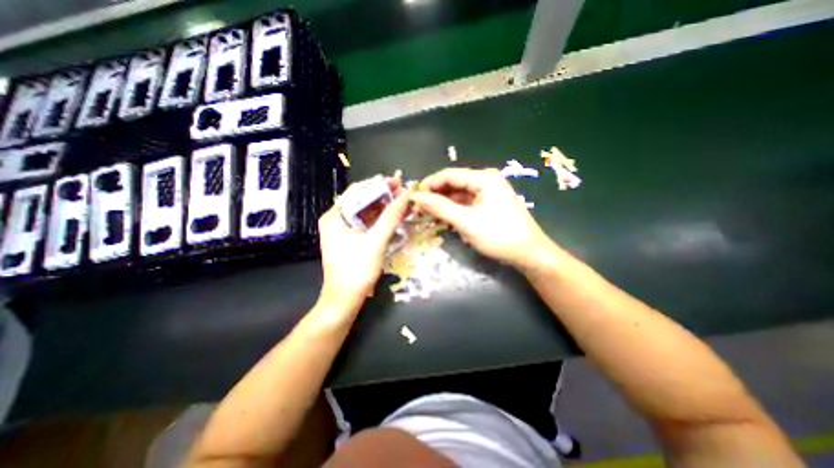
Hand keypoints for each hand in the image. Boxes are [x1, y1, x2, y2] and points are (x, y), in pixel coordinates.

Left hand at [317, 181, 410, 307]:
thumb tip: (407, 195)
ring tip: (404, 202)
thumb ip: (391, 216)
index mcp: (335, 216)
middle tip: (405, 192)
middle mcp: (337, 219)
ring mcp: (345, 230)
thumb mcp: (376, 241)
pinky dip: (382, 220)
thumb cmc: (357, 270)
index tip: (398, 182)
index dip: (379, 185)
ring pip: (367, 212)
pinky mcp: (352, 239)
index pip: (357, 191)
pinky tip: (396, 216)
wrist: (345, 300)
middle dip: (384, 196)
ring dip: (385, 208)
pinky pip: (368, 224)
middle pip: (363, 201)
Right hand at [412, 168, 552, 269]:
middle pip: (454, 183)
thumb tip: (416, 197)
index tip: (413, 196)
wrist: (529, 253)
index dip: (429, 184)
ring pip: (459, 194)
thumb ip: (440, 207)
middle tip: (418, 208)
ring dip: (444, 203)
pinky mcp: (489, 204)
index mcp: (483, 178)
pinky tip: (444, 218)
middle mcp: (486, 181)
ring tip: (427, 214)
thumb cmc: (498, 235)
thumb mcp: (466, 221)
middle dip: (436, 195)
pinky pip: (466, 203)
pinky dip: (454, 210)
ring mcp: (488, 193)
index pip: (449, 174)